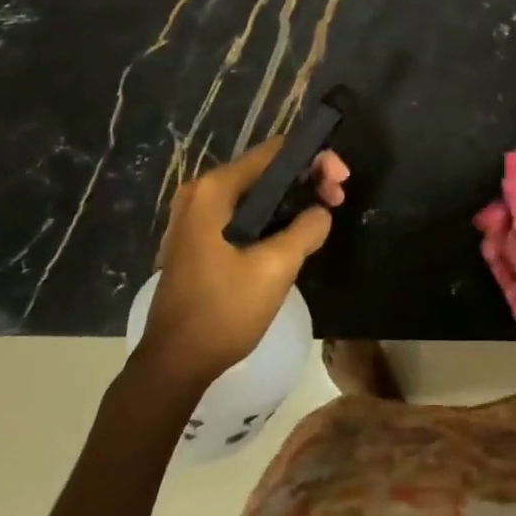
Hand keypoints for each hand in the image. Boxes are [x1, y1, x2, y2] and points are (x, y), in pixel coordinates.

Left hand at [141, 140, 348, 388]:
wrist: (174, 363)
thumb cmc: (223, 311)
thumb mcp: (276, 268)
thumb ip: (307, 229)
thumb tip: (321, 212)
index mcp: (215, 190)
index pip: (275, 152)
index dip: (314, 159)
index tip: (341, 182)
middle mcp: (201, 192)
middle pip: (265, 169)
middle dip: (306, 179)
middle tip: (338, 200)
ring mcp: (195, 216)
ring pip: (255, 192)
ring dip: (291, 199)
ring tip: (323, 216)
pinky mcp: (198, 237)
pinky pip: (242, 212)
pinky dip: (271, 216)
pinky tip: (294, 233)